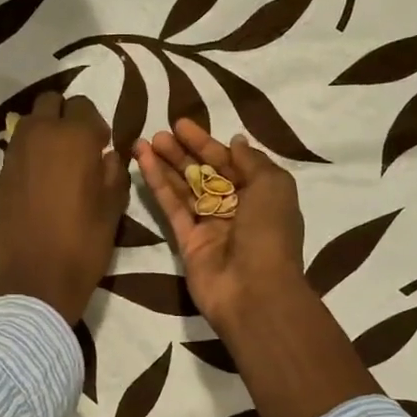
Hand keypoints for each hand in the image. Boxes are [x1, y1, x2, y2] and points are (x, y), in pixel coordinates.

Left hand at [0, 92, 129, 324]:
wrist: (36, 279)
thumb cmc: (84, 242)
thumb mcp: (113, 207)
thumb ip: (114, 171)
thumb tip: (107, 156)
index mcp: (74, 137)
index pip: (84, 106)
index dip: (95, 125)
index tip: (101, 147)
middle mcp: (40, 135)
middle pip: (50, 103)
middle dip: (65, 117)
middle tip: (78, 147)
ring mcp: (15, 153)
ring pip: (30, 122)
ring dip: (46, 132)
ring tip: (58, 164)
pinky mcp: (1, 174)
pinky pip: (18, 148)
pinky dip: (31, 153)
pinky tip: (41, 182)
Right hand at [134, 119, 306, 332]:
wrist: (254, 292)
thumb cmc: (269, 233)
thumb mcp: (273, 186)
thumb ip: (252, 162)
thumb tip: (236, 141)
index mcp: (261, 195)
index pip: (230, 163)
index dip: (207, 143)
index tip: (182, 125)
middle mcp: (235, 209)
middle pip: (205, 174)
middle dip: (183, 152)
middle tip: (160, 132)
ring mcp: (209, 227)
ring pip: (185, 189)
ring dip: (166, 164)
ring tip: (143, 141)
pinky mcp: (187, 242)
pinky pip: (172, 208)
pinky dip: (158, 185)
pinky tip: (144, 162)